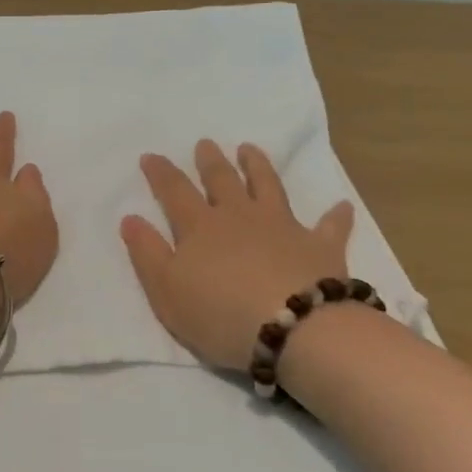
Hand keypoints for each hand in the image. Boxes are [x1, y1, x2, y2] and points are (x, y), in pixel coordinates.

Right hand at [121, 140, 355, 371]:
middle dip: (211, 161)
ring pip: (268, 186)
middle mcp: (240, 216)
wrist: (293, 328)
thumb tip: (130, 218)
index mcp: (200, 227)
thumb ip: (147, 253)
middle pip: (222, 180)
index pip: (174, 191)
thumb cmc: (220, 314)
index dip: (161, 173)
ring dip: (258, 166)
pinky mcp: (320, 246)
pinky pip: (330, 226)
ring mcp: (282, 226)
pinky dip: (336, 216)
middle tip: (206, 143)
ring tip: (250, 150)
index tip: (151, 156)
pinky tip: (341, 205)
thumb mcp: (166, 291)